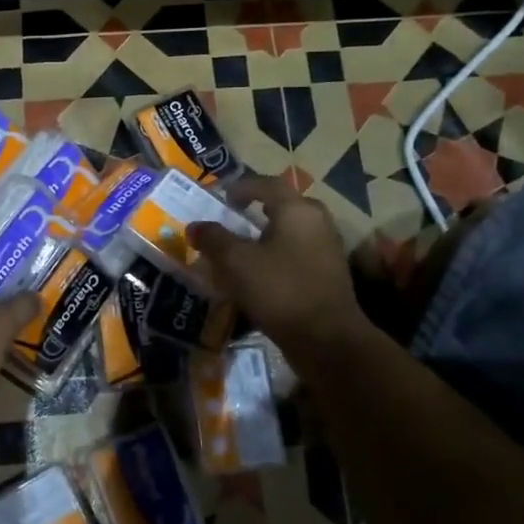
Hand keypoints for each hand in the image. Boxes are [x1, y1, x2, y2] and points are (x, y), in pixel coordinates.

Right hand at [186, 176, 368, 355]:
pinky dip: (276, 257)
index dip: (240, 187)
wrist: (327, 339)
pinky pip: (297, 254)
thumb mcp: (236, 262)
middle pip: (282, 207)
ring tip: (240, 251)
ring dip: (265, 237)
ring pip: (290, 232)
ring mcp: (327, 248)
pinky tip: (259, 276)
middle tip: (231, 221)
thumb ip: (213, 239)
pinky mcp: (329, 274)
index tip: (220, 198)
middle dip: (255, 212)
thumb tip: (195, 226)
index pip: (266, 184)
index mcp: (297, 209)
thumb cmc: (279, 289)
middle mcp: (317, 221)